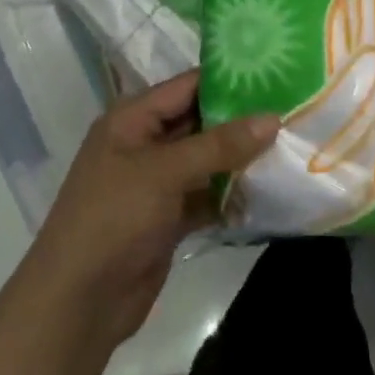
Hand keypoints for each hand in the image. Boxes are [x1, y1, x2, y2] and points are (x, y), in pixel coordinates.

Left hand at [24, 72, 278, 346]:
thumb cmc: (113, 219)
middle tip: (295, 110)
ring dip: (242, 158)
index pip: (187, 86)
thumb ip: (219, 145)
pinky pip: (207, 195)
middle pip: (201, 121)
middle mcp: (145, 143)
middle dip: (242, 120)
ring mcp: (157, 182)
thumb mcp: (164, 173)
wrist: (79, 301)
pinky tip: (271, 189)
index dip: (229, 79)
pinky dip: (232, 194)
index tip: (277, 74)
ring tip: (292, 144)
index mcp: (132, 119)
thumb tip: (272, 118)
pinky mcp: (169, 216)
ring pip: (207, 160)